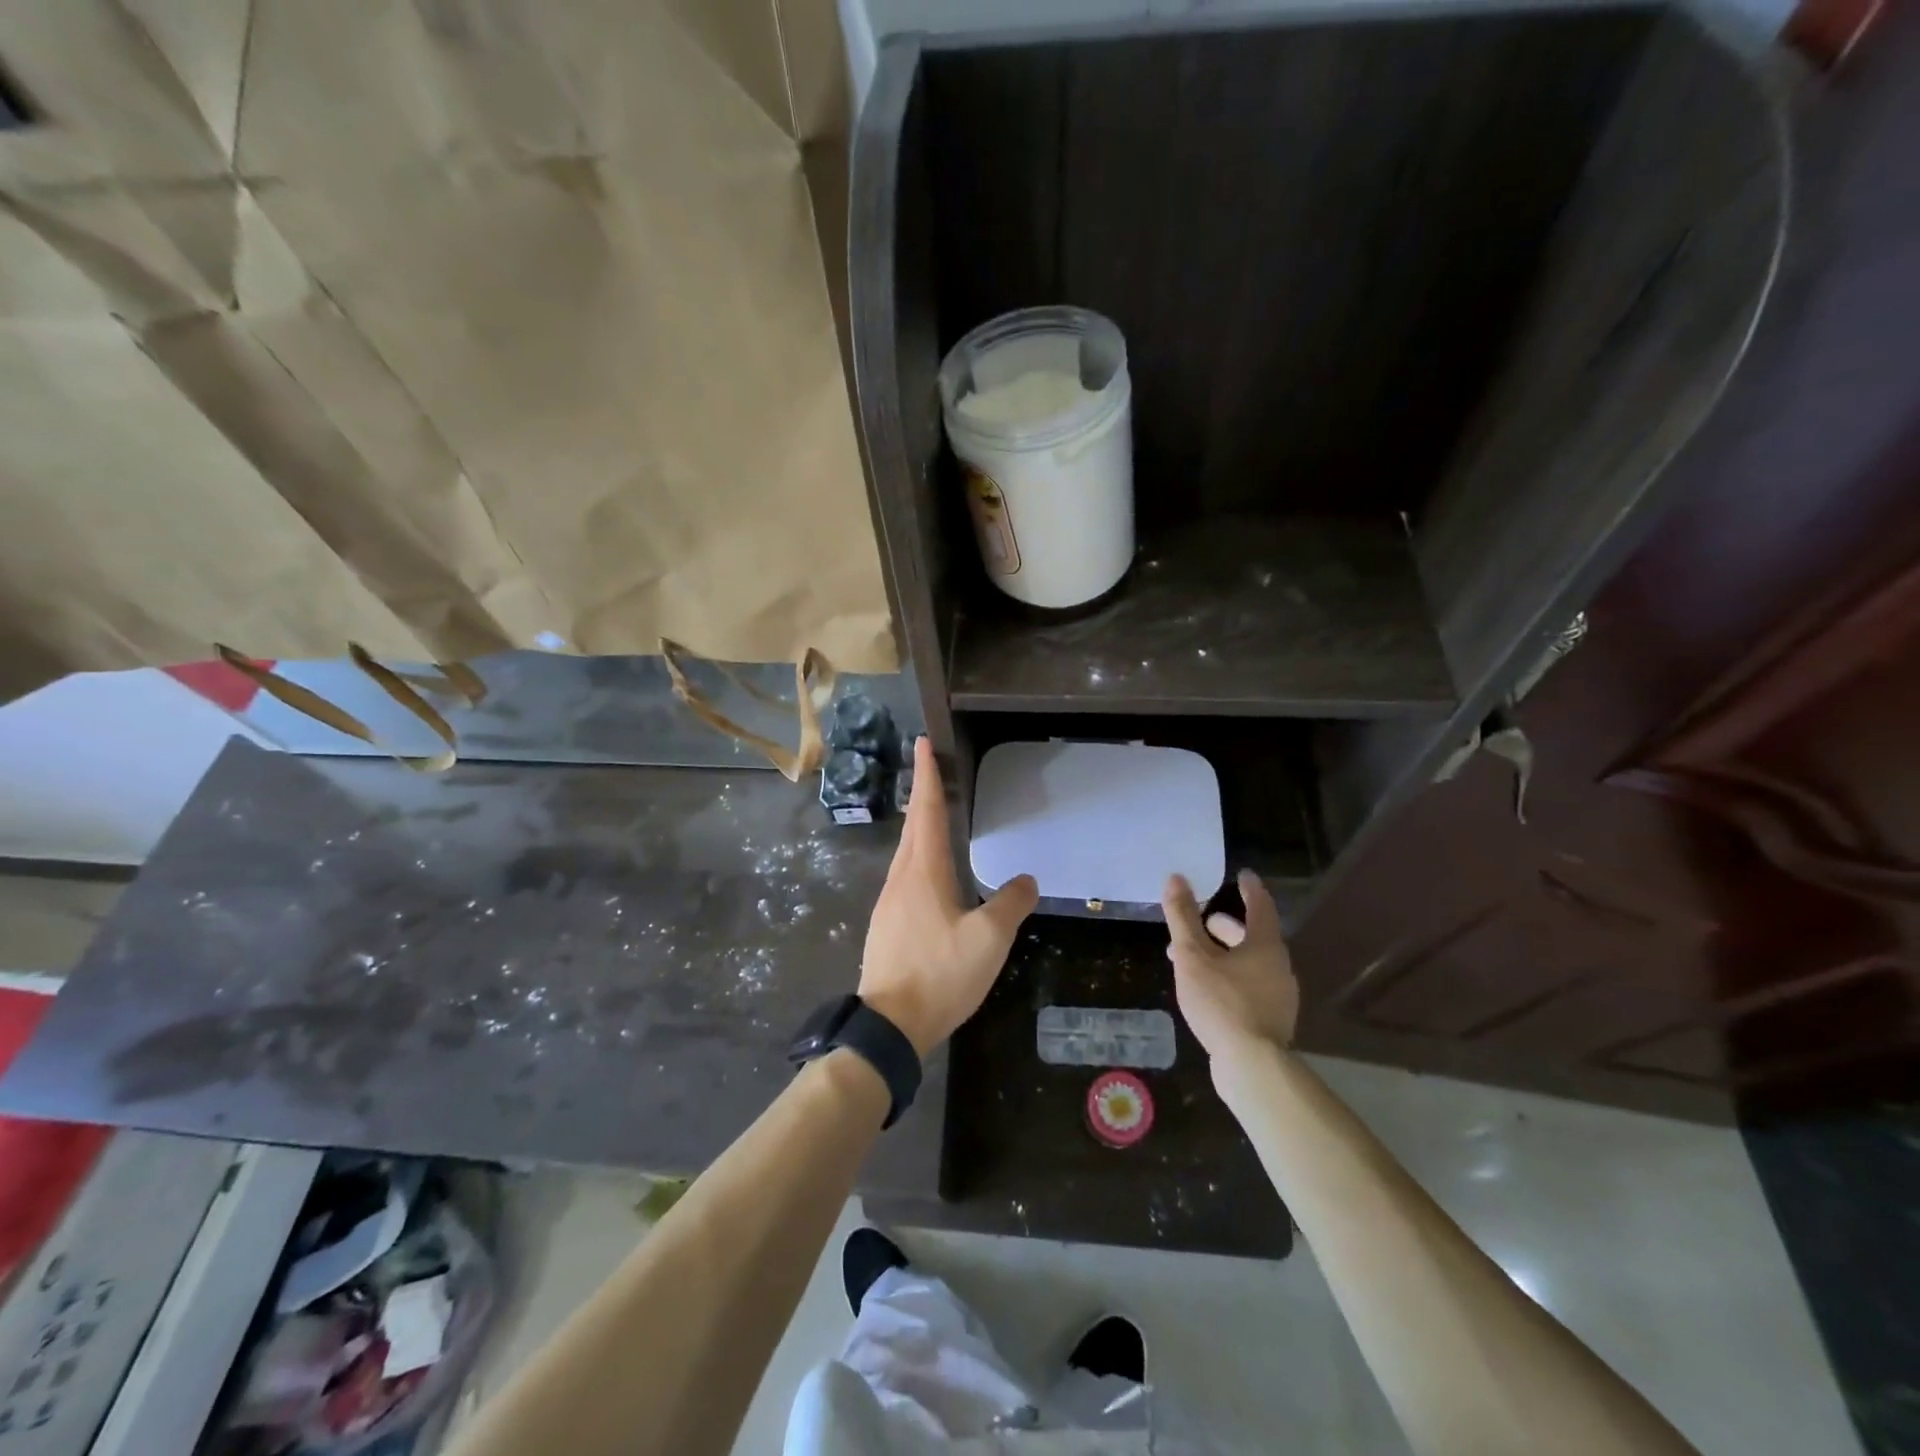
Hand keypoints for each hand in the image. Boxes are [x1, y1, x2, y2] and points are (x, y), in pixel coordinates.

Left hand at [859, 737, 1038, 1055]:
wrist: (888, 1025)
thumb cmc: (940, 974)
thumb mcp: (988, 940)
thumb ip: (1010, 904)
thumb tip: (1026, 879)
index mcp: (924, 871)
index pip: (927, 811)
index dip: (926, 776)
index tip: (922, 743)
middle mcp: (901, 878)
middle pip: (914, 826)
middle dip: (922, 794)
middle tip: (930, 768)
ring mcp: (889, 902)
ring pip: (907, 852)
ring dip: (920, 827)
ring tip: (934, 815)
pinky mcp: (886, 925)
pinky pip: (905, 876)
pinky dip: (918, 857)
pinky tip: (929, 873)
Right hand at [1162, 869, 1299, 1063]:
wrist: (1252, 1066)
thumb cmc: (1222, 1003)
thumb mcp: (1193, 956)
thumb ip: (1182, 918)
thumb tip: (1176, 878)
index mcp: (1265, 946)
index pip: (1260, 906)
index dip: (1249, 889)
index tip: (1242, 875)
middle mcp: (1278, 967)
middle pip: (1252, 937)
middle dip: (1224, 927)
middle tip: (1201, 921)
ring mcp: (1278, 997)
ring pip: (1248, 964)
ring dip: (1222, 955)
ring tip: (1192, 959)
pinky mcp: (1271, 1021)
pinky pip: (1248, 987)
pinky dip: (1228, 978)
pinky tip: (1206, 990)